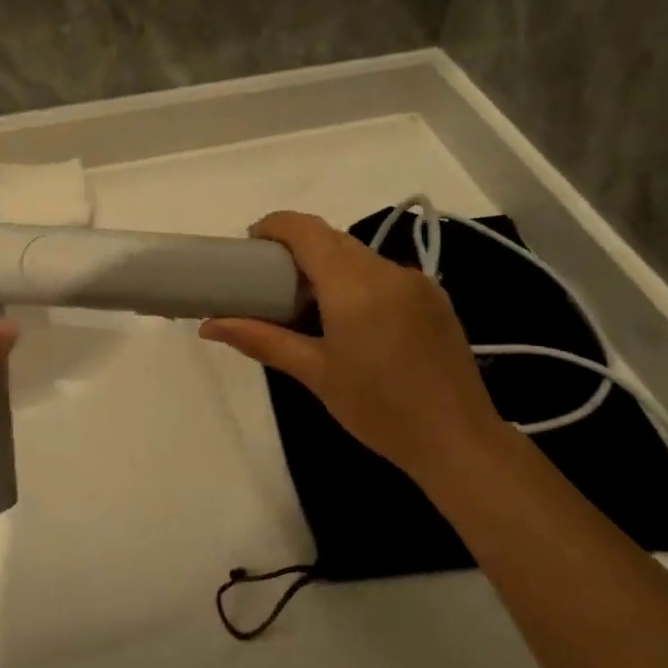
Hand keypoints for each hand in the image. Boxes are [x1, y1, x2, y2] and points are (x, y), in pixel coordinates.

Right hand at [199, 212, 507, 483]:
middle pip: (332, 239)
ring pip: (359, 255)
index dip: (274, 227)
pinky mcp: (434, 296)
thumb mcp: (315, 373)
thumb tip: (210, 326)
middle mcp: (388, 271)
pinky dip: (356, 279)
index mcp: (354, 286)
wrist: (458, 440)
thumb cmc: (378, 410)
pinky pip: (384, 272)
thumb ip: (262, 339)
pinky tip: (349, 318)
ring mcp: (416, 281)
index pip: (307, 231)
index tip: (250, 245)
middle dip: (297, 247)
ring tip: (306, 303)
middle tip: (269, 281)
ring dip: (328, 265)